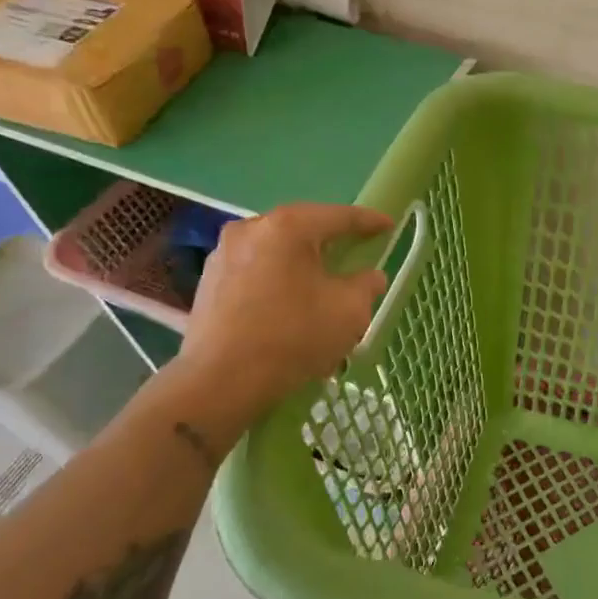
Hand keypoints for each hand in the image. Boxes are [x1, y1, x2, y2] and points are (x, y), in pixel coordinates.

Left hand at [168, 203, 392, 435]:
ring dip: (301, 263)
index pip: (339, 216)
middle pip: (302, 229)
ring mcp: (223, 255)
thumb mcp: (349, 311)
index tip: (389, 226)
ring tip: (320, 283)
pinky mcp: (208, 283)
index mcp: (288, 227)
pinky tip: (288, 305)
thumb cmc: (293, 337)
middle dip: (330, 241)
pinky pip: (255, 272)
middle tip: (355, 252)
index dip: (369, 221)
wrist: (220, 382)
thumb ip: (366, 285)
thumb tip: (369, 277)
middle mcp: (251, 229)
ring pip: (276, 251)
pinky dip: (277, 281)